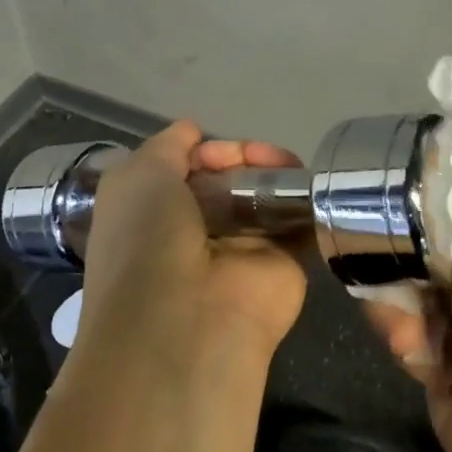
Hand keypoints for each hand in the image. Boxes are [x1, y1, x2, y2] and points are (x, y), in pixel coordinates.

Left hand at [76, 121, 309, 369]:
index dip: (208, 150)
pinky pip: (298, 224)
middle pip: (232, 178)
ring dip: (279, 174)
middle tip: (264, 157)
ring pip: (266, 197)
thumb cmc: (148, 240)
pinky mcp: (283, 265)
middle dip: (247, 157)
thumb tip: (192, 132)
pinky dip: (307, 203)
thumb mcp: (138, 176)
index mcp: (156, 212)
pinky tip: (313, 186)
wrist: (186, 320)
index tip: (220, 151)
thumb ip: (168, 146)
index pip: (190, 167)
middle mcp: (197, 230)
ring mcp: (242, 249)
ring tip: (287, 167)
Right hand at [359, 86, 451, 451]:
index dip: (432, 182)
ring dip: (401, 305)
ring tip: (412, 333)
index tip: (396, 190)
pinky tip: (419, 362)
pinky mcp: (451, 353)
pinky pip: (409, 324)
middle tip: (399, 273)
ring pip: (410, 279)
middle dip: (404, 255)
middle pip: (428, 232)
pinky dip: (407, 341)